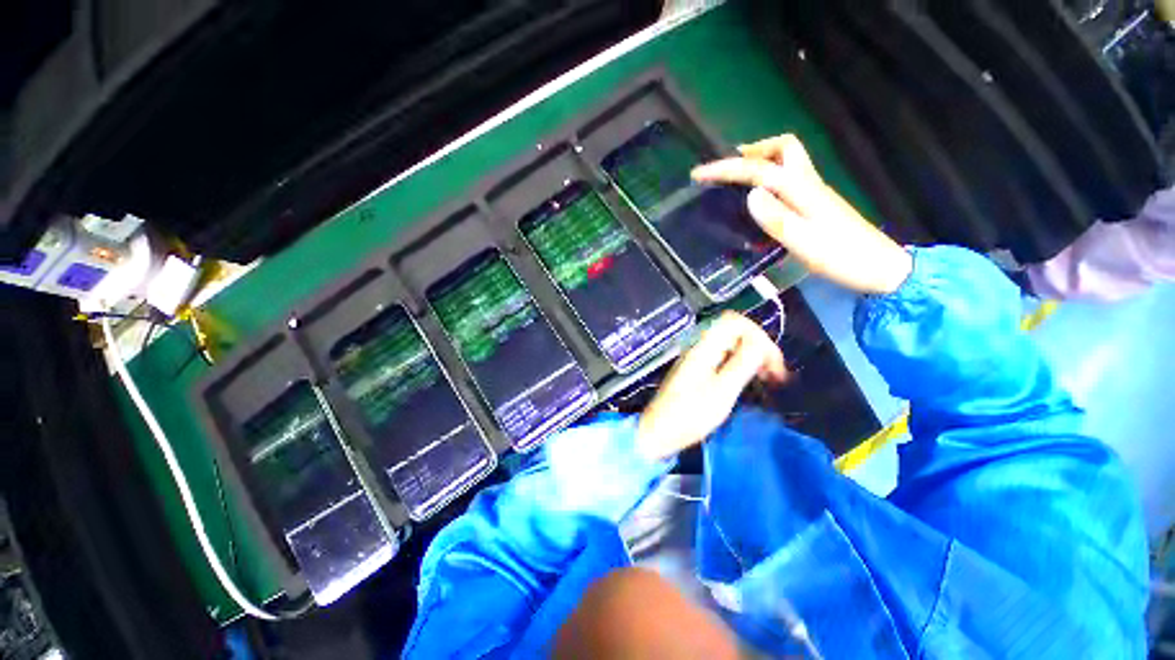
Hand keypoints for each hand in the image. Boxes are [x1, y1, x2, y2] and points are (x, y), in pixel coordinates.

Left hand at [636, 312, 786, 459]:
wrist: (658, 432)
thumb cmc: (690, 414)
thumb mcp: (722, 391)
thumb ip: (743, 363)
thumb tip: (761, 344)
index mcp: (703, 347)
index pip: (734, 321)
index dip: (758, 335)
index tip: (773, 362)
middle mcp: (699, 348)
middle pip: (734, 332)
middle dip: (758, 347)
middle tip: (776, 374)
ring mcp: (696, 359)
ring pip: (730, 346)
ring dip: (751, 357)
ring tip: (769, 380)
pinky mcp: (696, 371)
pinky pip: (723, 358)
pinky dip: (740, 366)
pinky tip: (749, 382)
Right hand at [692, 134, 912, 294]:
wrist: (880, 268)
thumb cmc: (842, 258)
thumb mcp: (805, 243)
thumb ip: (777, 219)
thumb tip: (750, 194)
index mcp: (802, 191)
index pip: (759, 170)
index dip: (726, 169)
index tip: (698, 175)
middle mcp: (809, 184)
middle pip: (784, 148)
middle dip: (752, 151)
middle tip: (727, 169)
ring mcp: (814, 193)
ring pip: (788, 160)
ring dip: (761, 160)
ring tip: (736, 178)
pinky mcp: (816, 204)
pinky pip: (788, 178)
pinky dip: (769, 177)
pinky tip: (759, 198)